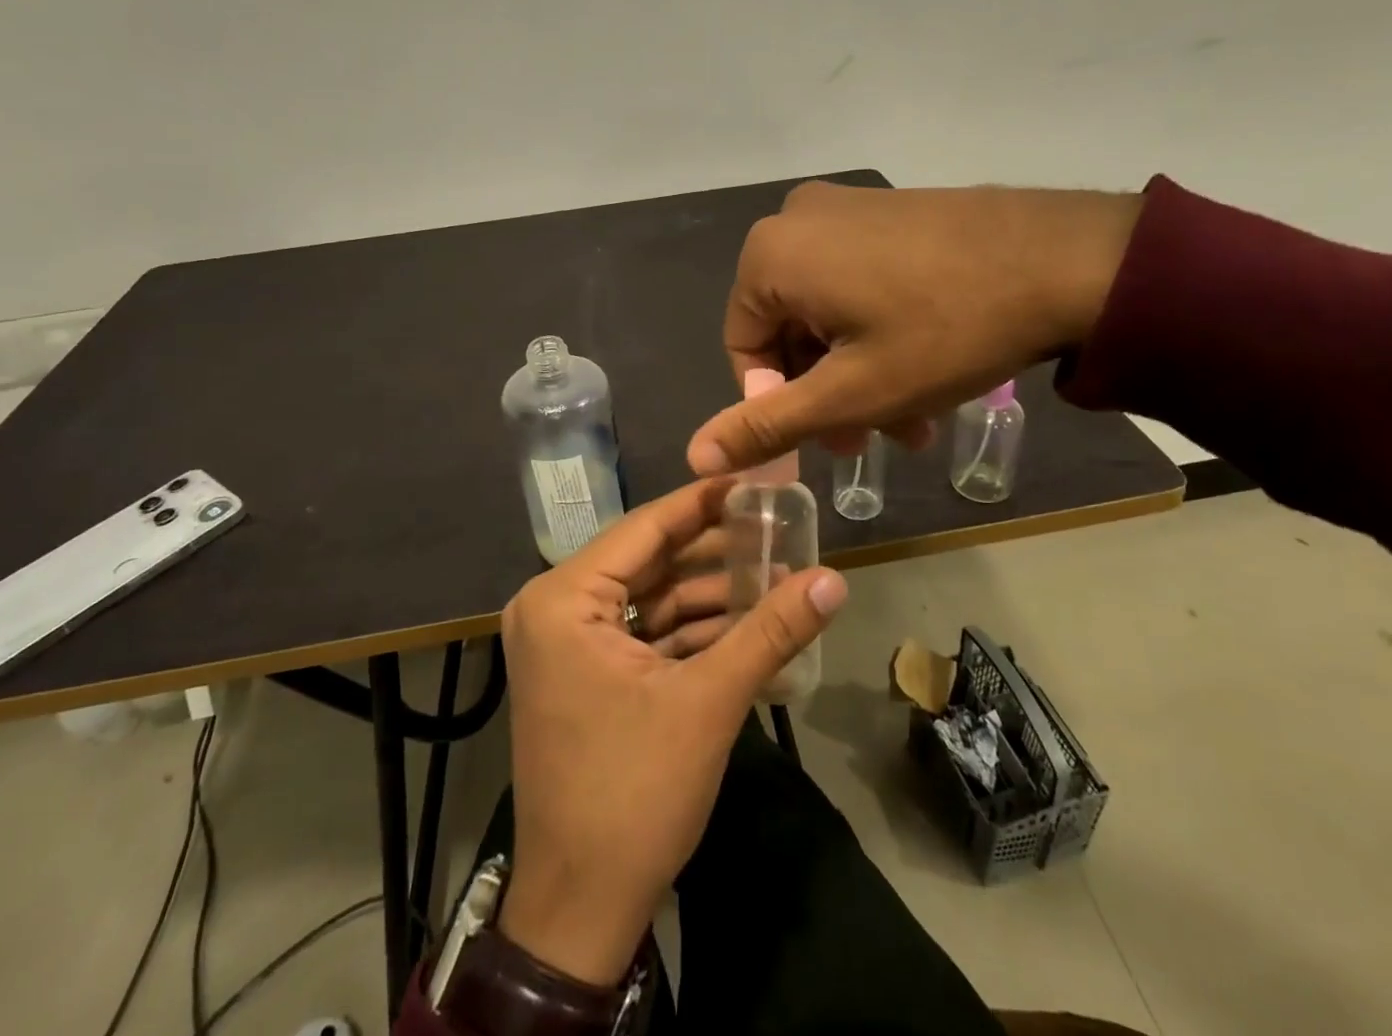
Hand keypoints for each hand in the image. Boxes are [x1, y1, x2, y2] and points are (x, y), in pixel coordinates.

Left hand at [497, 480, 847, 985]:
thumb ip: (771, 630)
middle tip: (778, 529)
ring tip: (777, 573)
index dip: (704, 502)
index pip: (645, 527)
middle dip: (715, 551)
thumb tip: (835, 579)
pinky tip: (747, 621)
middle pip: (649, 560)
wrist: (581, 909)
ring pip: (650, 597)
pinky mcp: (584, 673)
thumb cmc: (634, 793)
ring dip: (710, 593)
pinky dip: (691, 629)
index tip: (757, 482)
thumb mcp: (709, 702)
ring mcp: (567, 642)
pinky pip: (644, 632)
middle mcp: (555, 606)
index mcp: (564, 598)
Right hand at [687, 180, 1140, 474]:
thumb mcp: (850, 394)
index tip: (829, 439)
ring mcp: (848, 207)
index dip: (780, 405)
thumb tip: (694, 454)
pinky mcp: (890, 210)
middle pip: (790, 329)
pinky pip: (860, 279)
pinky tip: (925, 369)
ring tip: (912, 420)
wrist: (1067, 260)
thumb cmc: (942, 332)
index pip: (745, 350)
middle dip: (828, 392)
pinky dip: (878, 329)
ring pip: (829, 310)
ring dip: (859, 370)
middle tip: (874, 437)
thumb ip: (767, 425)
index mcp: (770, 255)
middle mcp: (797, 220)